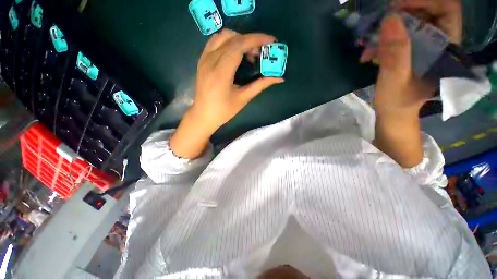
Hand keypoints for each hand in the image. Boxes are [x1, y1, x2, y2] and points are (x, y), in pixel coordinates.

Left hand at [170, 29, 283, 158]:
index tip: (271, 41)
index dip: (257, 39)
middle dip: (251, 41)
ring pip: (223, 36)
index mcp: (221, 72)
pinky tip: (235, 53)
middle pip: (233, 38)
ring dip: (239, 39)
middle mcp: (210, 60)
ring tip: (248, 54)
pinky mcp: (202, 60)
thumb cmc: (223, 111)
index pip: (239, 45)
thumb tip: (279, 78)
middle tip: (261, 53)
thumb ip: (260, 85)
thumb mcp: (243, 98)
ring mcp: (204, 58)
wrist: (203, 115)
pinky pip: (215, 41)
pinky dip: (228, 41)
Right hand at [360, 0, 461, 115]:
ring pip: (408, 22)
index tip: (398, 7)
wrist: (393, 112)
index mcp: (445, 48)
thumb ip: (396, 52)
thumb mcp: (396, 79)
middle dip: (401, 14)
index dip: (425, 1)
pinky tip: (368, 52)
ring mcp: (422, 45)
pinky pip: (397, 34)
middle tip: (379, 23)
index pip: (446, 9)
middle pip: (425, 11)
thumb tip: (390, 18)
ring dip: (385, 30)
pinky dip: (380, 40)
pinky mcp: (409, 50)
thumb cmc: (398, 101)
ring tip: (367, 45)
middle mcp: (437, 41)